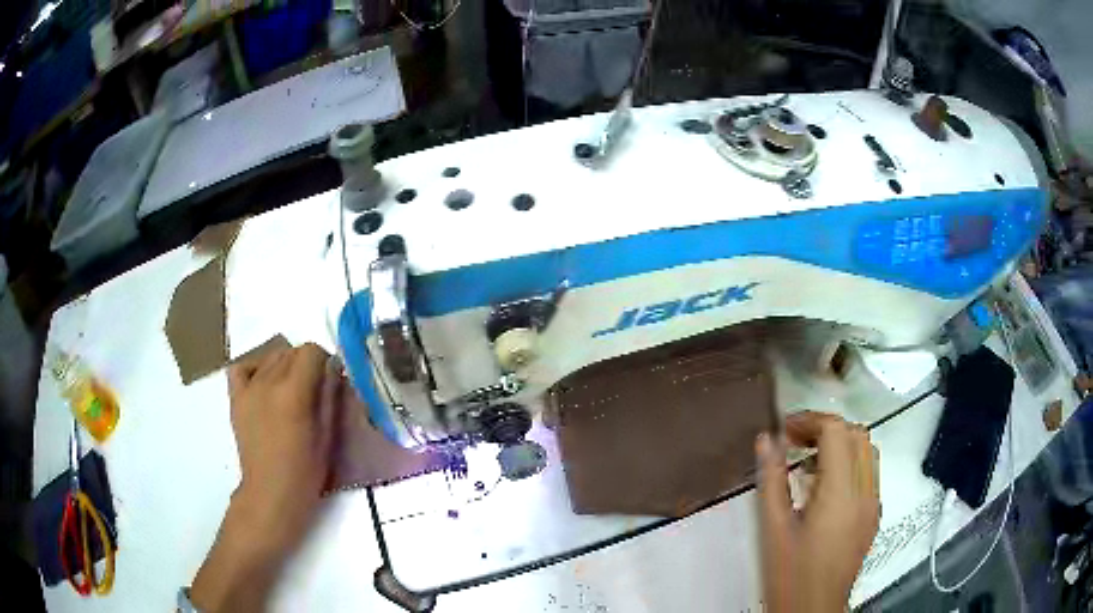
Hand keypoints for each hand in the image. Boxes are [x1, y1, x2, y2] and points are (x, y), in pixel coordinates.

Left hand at [191, 342, 340, 611]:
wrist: (271, 493)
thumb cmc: (305, 472)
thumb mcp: (327, 436)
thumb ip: (330, 397)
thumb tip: (333, 370)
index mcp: (293, 392)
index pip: (311, 351)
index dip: (325, 362)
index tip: (330, 381)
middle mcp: (268, 382)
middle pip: (290, 351)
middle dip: (306, 365)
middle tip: (313, 393)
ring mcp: (248, 389)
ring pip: (270, 356)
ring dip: (284, 367)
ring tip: (290, 393)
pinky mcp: (236, 398)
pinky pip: (242, 367)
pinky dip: (255, 368)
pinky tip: (264, 383)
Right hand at [756, 411, 879, 612]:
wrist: (813, 610)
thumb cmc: (789, 574)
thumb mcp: (773, 528)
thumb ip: (772, 479)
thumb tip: (766, 440)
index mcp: (841, 494)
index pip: (837, 432)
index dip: (810, 421)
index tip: (784, 430)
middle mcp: (865, 492)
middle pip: (857, 435)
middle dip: (825, 429)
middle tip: (793, 441)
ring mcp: (873, 503)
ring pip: (867, 451)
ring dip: (839, 444)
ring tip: (806, 462)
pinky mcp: (873, 515)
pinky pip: (868, 473)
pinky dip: (848, 464)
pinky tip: (823, 487)